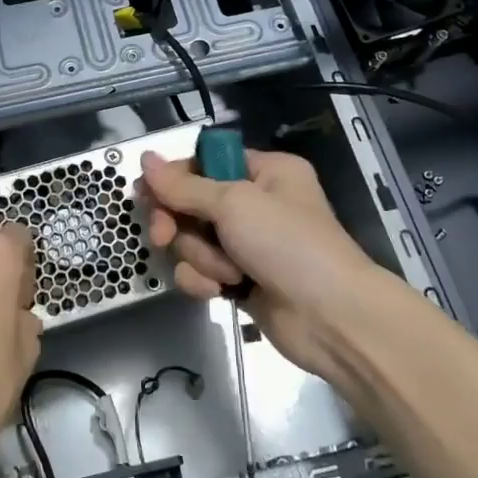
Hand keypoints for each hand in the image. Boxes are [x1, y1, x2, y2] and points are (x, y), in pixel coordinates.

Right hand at [138, 149, 392, 391]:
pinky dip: (203, 280)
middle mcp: (254, 203)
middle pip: (190, 202)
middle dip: (178, 223)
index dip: (174, 178)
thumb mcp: (234, 203)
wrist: (332, 319)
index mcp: (264, 171)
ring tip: (226, 272)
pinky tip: (218, 291)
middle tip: (164, 236)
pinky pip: (200, 270)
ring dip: (200, 256)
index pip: (204, 162)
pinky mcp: (239, 279)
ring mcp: (246, 243)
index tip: (149, 195)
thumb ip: (184, 185)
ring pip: (192, 239)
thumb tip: (145, 159)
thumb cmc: (288, 244)